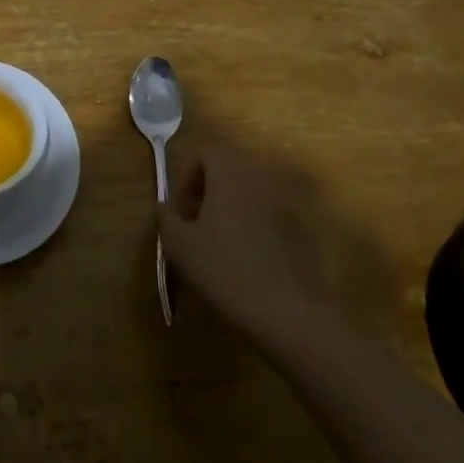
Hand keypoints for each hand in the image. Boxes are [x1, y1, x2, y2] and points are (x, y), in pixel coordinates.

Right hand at [157, 146, 325, 337]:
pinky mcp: (300, 228)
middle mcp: (259, 178)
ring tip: (218, 243)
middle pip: (228, 169)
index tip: (181, 207)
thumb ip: (166, 219)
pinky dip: (252, 225)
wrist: (289, 310)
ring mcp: (284, 202)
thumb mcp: (181, 246)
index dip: (187, 175)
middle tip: (196, 224)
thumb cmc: (226, 268)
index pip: (205, 152)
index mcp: (229, 173)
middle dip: (208, 190)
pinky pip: (268, 214)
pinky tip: (246, 260)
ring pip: (248, 192)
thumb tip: (162, 206)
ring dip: (230, 208)